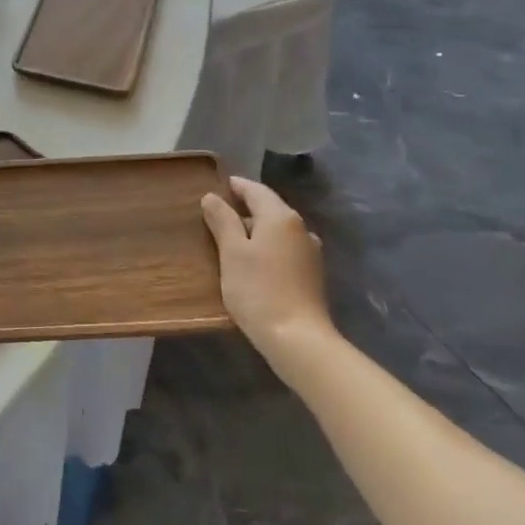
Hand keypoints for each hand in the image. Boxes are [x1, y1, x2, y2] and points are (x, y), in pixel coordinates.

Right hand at [200, 177, 334, 368]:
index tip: (217, 186)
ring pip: (278, 230)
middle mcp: (300, 228)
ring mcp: (310, 251)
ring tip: (231, 238)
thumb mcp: (232, 253)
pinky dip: (267, 246)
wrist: (298, 338)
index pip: (256, 190)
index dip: (236, 186)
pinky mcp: (311, 274)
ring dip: (256, 229)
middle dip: (245, 208)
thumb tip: (212, 196)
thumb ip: (223, 221)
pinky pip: (284, 248)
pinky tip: (253, 261)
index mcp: (280, 217)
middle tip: (218, 213)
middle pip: (269, 208)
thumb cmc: (258, 290)